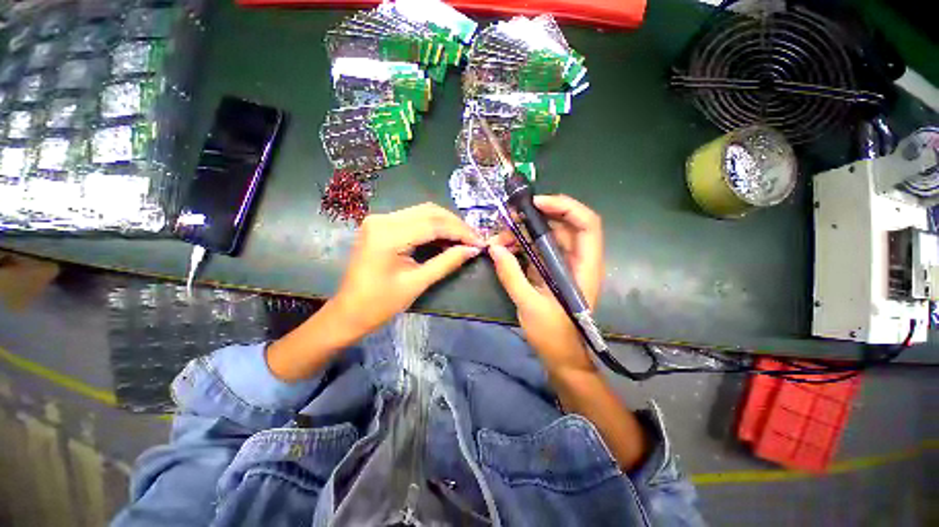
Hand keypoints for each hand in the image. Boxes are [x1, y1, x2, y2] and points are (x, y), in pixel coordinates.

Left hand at [332, 203, 483, 339]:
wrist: (348, 312)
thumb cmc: (380, 304)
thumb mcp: (417, 283)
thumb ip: (447, 263)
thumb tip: (473, 250)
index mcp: (389, 235)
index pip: (434, 224)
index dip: (461, 232)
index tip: (480, 242)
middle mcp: (383, 219)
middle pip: (429, 212)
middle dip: (456, 225)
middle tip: (474, 240)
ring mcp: (380, 220)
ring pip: (423, 212)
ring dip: (446, 224)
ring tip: (464, 239)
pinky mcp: (381, 225)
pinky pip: (413, 219)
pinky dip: (433, 226)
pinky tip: (445, 238)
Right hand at [489, 195, 603, 373]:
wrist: (560, 356)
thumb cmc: (553, 335)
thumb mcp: (529, 305)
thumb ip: (511, 275)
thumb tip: (494, 248)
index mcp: (583, 266)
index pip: (587, 223)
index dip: (565, 206)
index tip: (535, 204)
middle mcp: (576, 259)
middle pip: (562, 225)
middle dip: (534, 218)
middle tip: (508, 219)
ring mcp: (562, 264)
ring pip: (546, 235)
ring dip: (522, 233)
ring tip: (498, 239)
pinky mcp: (549, 270)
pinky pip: (536, 248)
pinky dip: (520, 245)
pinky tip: (503, 249)